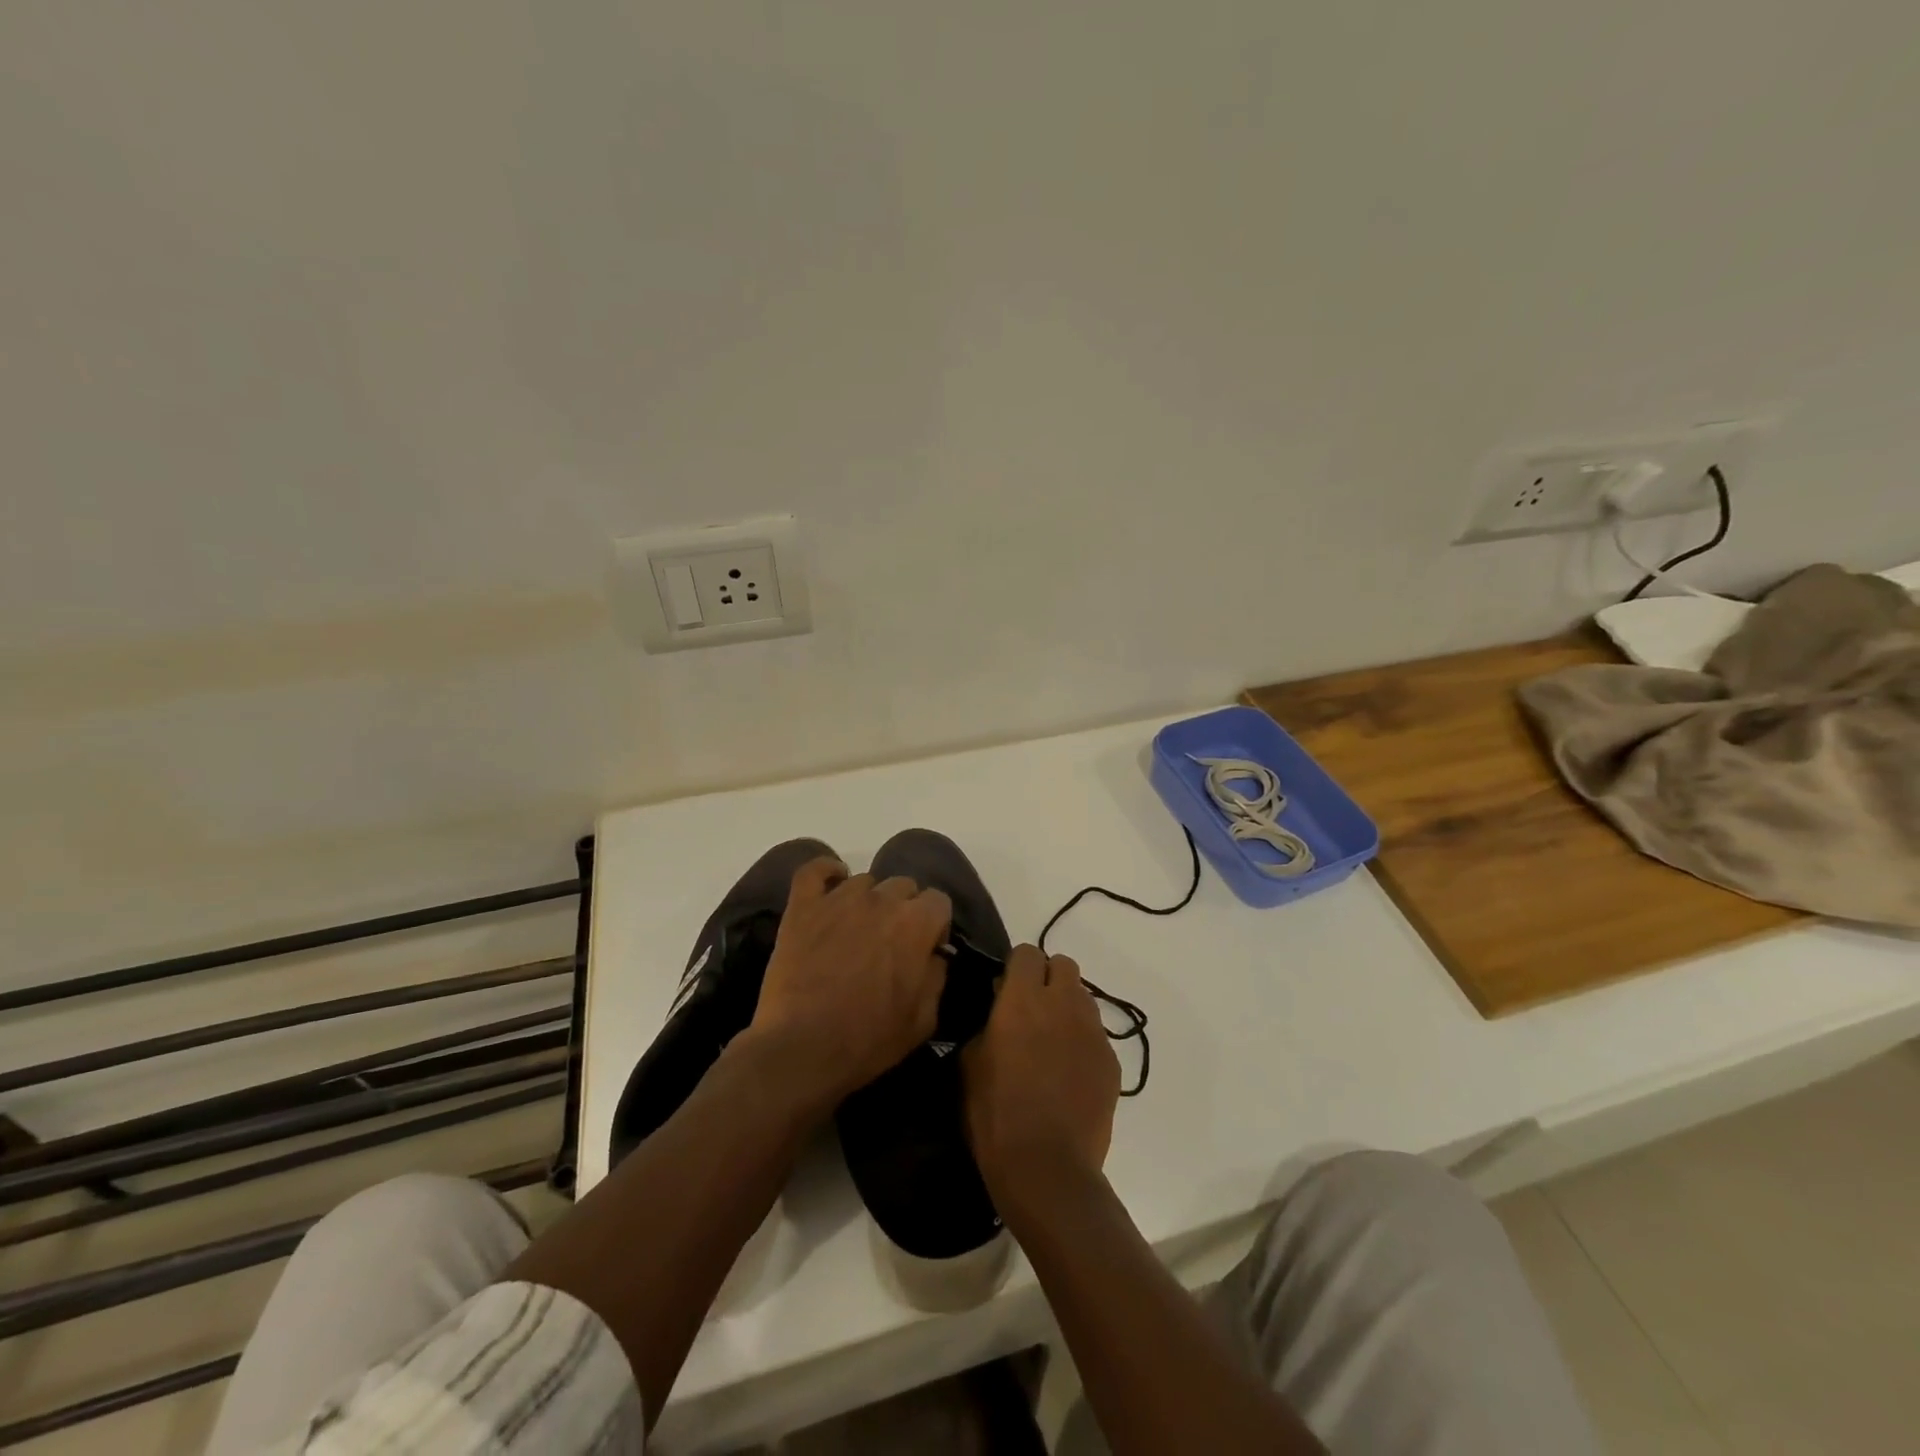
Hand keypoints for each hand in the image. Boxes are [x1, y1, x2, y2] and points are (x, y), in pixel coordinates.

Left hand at [747, 857, 951, 1109]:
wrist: (802, 1048)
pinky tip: (831, 883)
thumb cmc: (868, 1038)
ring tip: (857, 929)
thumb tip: (934, 955)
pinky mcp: (803, 906)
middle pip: (904, 885)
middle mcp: (882, 900)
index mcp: (916, 923)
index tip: (926, 948)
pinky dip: (826, 871)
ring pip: (864, 881)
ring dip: (868, 901)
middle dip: (904, 910)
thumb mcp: (923, 1019)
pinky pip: (814, 870)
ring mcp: (839, 898)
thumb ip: (936, 976)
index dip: (935, 924)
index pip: (939, 900)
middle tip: (891, 942)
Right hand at [962, 945, 1120, 1197]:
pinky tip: (1069, 1072)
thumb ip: (987, 1024)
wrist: (1048, 1168)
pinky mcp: (1111, 1060)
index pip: (1027, 953)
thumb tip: (1000, 1012)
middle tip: (1031, 1009)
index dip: (1016, 967)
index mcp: (1022, 1000)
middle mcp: (1062, 1004)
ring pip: (1083, 996)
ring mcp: (1092, 1031)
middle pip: (1063, 964)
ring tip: (1051, 1041)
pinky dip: (1082, 1041)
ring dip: (1066, 1007)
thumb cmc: (996, 1116)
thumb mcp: (970, 1065)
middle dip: (1047, 977)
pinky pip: (1096, 1033)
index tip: (1005, 990)